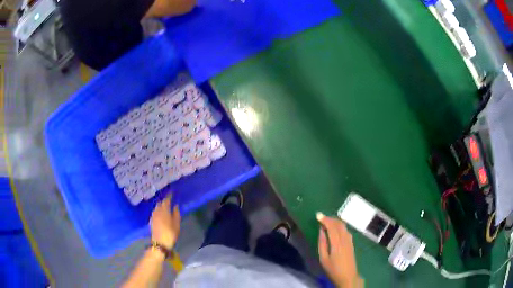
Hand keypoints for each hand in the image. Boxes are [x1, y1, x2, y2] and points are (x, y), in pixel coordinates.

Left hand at [150, 196, 180, 249]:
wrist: (160, 242)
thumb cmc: (170, 233)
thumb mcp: (176, 224)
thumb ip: (176, 213)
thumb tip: (176, 205)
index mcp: (164, 210)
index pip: (166, 200)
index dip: (169, 196)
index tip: (172, 192)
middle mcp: (157, 210)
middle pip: (160, 203)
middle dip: (164, 200)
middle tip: (169, 200)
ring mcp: (153, 215)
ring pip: (157, 207)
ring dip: (161, 205)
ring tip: (165, 206)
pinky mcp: (151, 220)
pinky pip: (155, 212)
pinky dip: (158, 210)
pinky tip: (160, 213)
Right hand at [317, 212, 362, 287]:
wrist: (348, 276)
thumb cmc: (333, 269)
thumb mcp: (323, 259)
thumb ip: (322, 243)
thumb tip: (321, 231)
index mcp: (337, 243)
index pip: (332, 227)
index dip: (325, 220)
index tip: (318, 215)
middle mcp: (345, 239)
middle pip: (339, 224)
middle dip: (330, 219)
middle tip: (322, 217)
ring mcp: (350, 241)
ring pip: (344, 226)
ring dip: (336, 221)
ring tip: (327, 221)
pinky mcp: (351, 243)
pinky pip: (346, 230)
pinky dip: (340, 226)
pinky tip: (336, 229)